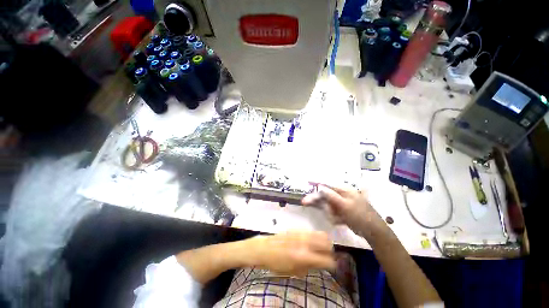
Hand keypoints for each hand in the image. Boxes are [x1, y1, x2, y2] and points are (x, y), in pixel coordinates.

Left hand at [249, 231, 335, 276]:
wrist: (264, 249)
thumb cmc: (277, 264)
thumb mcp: (294, 271)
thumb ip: (309, 267)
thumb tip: (319, 264)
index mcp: (304, 256)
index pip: (326, 259)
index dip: (332, 264)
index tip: (332, 265)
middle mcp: (305, 242)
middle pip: (326, 242)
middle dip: (330, 250)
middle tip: (327, 255)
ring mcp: (301, 233)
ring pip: (320, 234)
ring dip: (324, 242)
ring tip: (321, 248)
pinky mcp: (297, 229)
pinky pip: (311, 232)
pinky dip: (315, 237)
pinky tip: (310, 242)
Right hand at [302, 185, 381, 232]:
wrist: (373, 231)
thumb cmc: (359, 215)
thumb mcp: (345, 205)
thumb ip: (332, 196)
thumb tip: (320, 187)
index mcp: (344, 190)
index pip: (327, 184)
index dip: (317, 182)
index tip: (308, 181)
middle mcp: (342, 195)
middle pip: (325, 195)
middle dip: (318, 200)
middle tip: (305, 202)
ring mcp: (342, 203)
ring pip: (328, 205)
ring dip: (329, 212)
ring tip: (336, 219)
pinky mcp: (342, 211)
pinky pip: (333, 212)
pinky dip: (333, 217)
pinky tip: (338, 221)